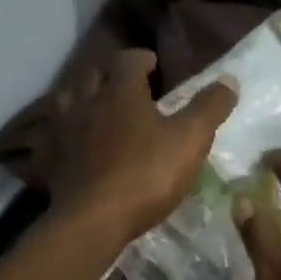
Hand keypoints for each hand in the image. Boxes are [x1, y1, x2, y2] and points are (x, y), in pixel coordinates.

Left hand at [42, 49, 236, 238]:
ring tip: (98, 107)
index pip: (128, 60)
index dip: (142, 59)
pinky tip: (74, 141)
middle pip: (93, 74)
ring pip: (68, 99)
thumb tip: (229, 79)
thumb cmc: (147, 175)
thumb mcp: (190, 140)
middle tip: (127, 84)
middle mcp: (87, 102)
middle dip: (110, 73)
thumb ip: (209, 108)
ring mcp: (64, 131)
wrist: (94, 220)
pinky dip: (64, 131)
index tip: (154, 65)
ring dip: (84, 96)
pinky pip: (54, 135)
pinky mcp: (51, 160)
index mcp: (121, 92)